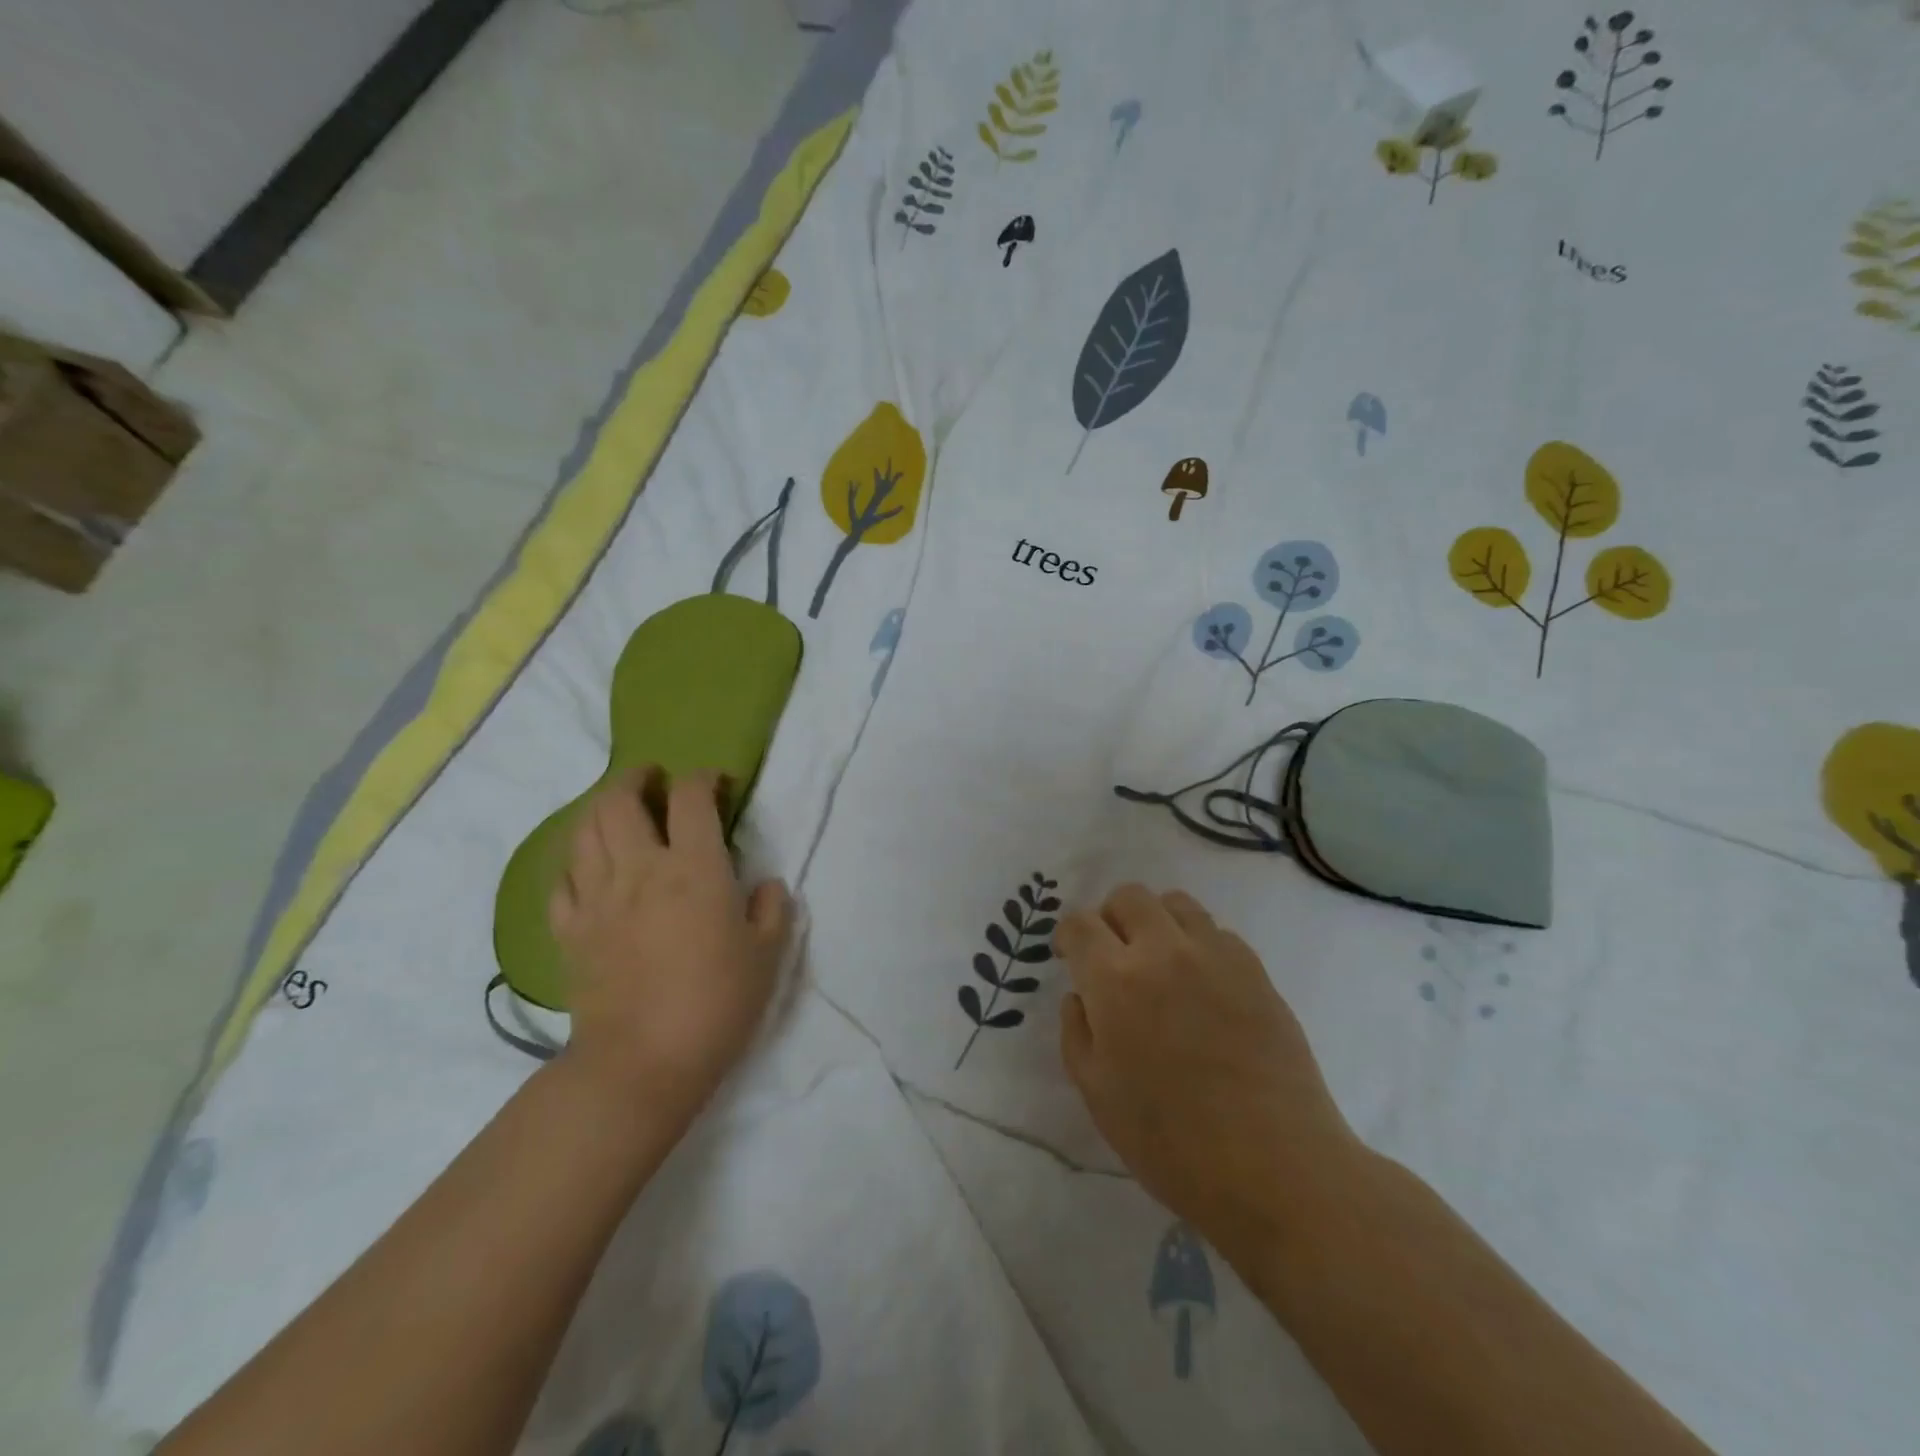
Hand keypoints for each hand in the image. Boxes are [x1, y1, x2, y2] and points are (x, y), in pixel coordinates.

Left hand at [549, 768, 791, 1130]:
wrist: (642, 1064)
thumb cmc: (716, 1004)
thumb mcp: (767, 955)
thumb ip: (772, 909)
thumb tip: (765, 885)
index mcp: (693, 868)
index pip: (692, 797)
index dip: (704, 778)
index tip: (718, 783)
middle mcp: (639, 869)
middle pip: (619, 800)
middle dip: (636, 778)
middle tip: (654, 780)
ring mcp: (596, 898)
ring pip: (583, 830)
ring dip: (601, 808)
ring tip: (619, 810)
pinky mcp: (570, 931)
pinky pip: (562, 879)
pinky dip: (575, 860)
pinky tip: (589, 866)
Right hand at [1057, 884, 1362, 1267]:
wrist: (1273, 1166)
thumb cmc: (1171, 1141)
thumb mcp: (1097, 1094)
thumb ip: (1077, 1032)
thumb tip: (1081, 996)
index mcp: (1115, 980)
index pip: (1080, 924)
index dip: (1068, 935)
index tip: (1069, 956)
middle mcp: (1163, 951)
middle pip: (1129, 896)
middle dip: (1110, 917)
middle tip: (1113, 954)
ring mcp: (1214, 955)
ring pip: (1176, 903)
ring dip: (1156, 921)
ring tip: (1159, 961)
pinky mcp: (1255, 969)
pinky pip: (1217, 932)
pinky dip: (1198, 944)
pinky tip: (1202, 986)